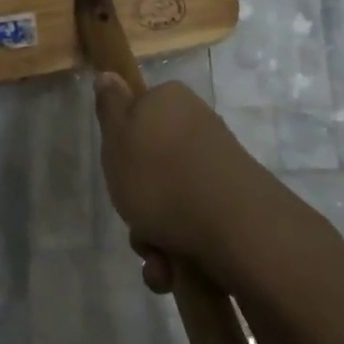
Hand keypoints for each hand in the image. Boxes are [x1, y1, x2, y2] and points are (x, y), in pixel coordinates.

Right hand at [91, 74, 268, 292]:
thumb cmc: (162, 176)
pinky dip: (177, 252)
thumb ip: (111, 107)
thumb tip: (109, 74)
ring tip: (157, 256)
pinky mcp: (232, 205)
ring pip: (167, 203)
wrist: (234, 227)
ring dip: (153, 236)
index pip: (137, 114)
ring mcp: (217, 168)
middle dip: (137, 204)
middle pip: (150, 167)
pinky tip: (173, 270)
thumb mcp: (118, 137)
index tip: (117, 169)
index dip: (121, 145)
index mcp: (171, 102)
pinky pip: (191, 227)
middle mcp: (197, 128)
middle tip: (134, 219)